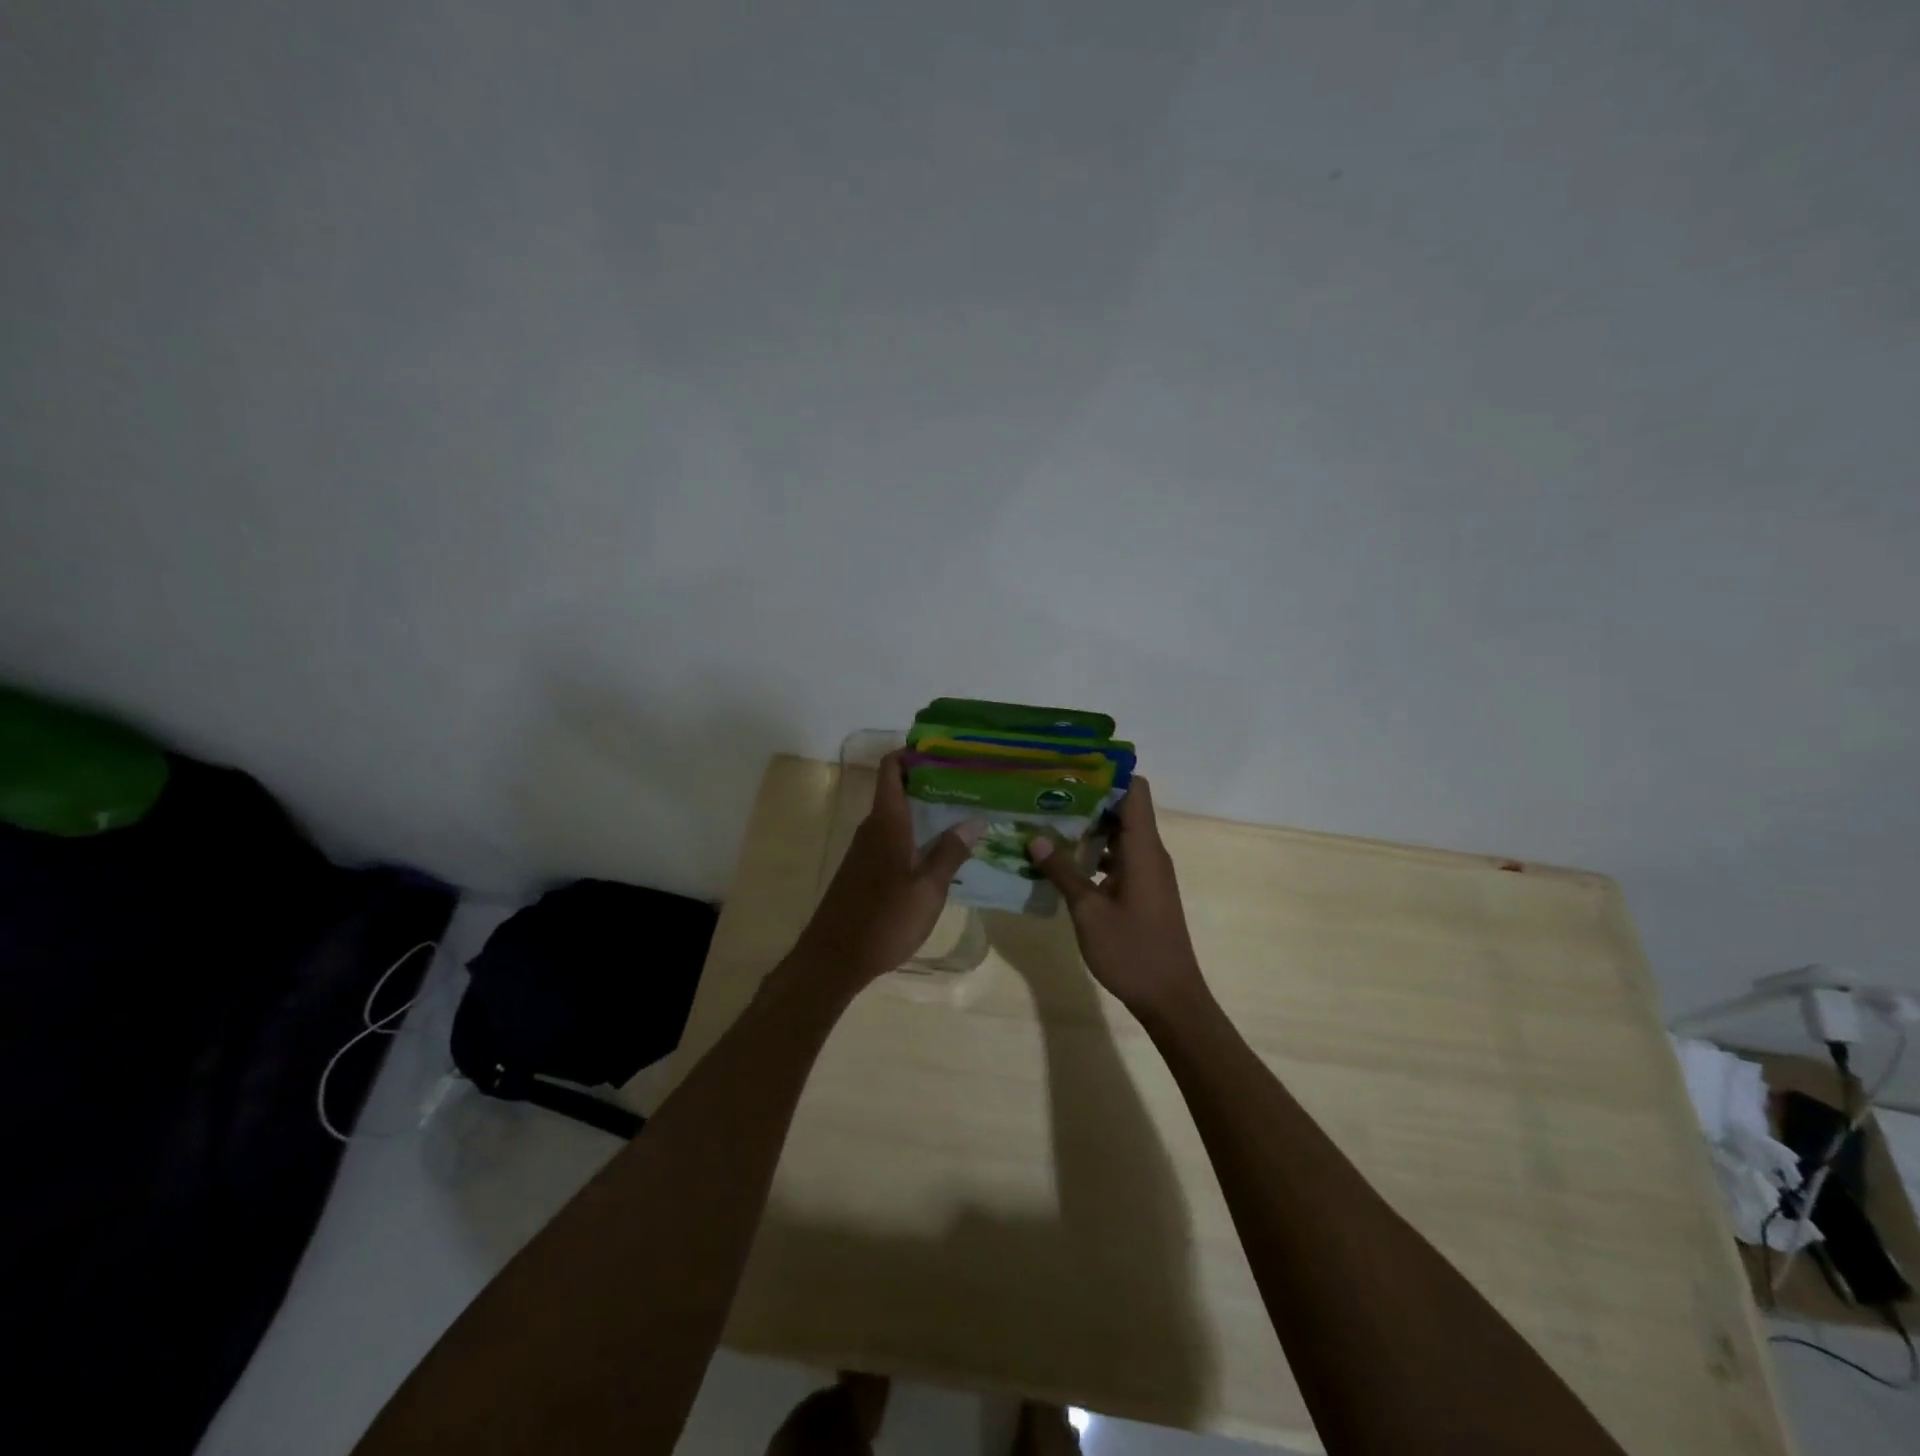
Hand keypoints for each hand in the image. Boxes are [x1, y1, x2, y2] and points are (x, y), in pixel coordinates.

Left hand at [791, 752, 981, 987]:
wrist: (834, 959)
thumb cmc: (884, 919)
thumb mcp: (928, 889)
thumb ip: (950, 853)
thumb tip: (974, 821)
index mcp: (887, 822)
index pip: (891, 769)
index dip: (911, 753)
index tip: (943, 750)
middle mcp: (872, 828)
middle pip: (897, 790)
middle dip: (929, 782)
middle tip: (968, 784)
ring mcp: (865, 850)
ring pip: (896, 817)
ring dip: (924, 811)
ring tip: (962, 814)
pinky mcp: (863, 871)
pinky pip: (891, 839)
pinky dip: (914, 834)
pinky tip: (939, 850)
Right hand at [1026, 777, 1209, 1020]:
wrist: (1170, 998)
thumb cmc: (1131, 951)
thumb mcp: (1088, 911)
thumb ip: (1062, 871)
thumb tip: (1035, 836)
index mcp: (1143, 849)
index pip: (1136, 790)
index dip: (1108, 774)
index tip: (1072, 770)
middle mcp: (1150, 853)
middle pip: (1124, 809)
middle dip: (1088, 799)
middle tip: (1047, 795)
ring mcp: (1149, 872)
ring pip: (1120, 834)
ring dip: (1089, 828)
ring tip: (1048, 823)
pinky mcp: (1144, 890)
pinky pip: (1120, 857)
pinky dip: (1096, 853)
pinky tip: (1064, 862)